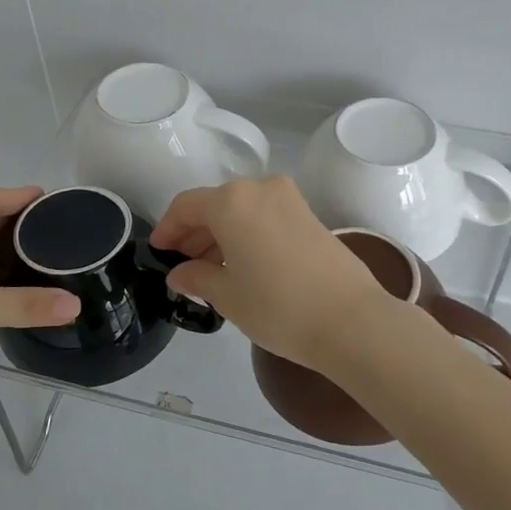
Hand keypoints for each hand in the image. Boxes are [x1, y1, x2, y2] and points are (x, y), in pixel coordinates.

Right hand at [149, 176, 393, 371]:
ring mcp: (290, 199)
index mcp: (231, 201)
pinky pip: (266, 216)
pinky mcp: (310, 215)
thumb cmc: (278, 307)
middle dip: (195, 232)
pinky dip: (248, 233)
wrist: (351, 320)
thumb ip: (197, 278)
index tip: (159, 251)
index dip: (167, 227)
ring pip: (242, 210)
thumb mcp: (227, 296)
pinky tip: (244, 265)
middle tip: (183, 265)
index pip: (186, 205)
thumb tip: (180, 273)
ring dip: (222, 233)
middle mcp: (260, 188)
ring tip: (212, 270)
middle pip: (215, 204)